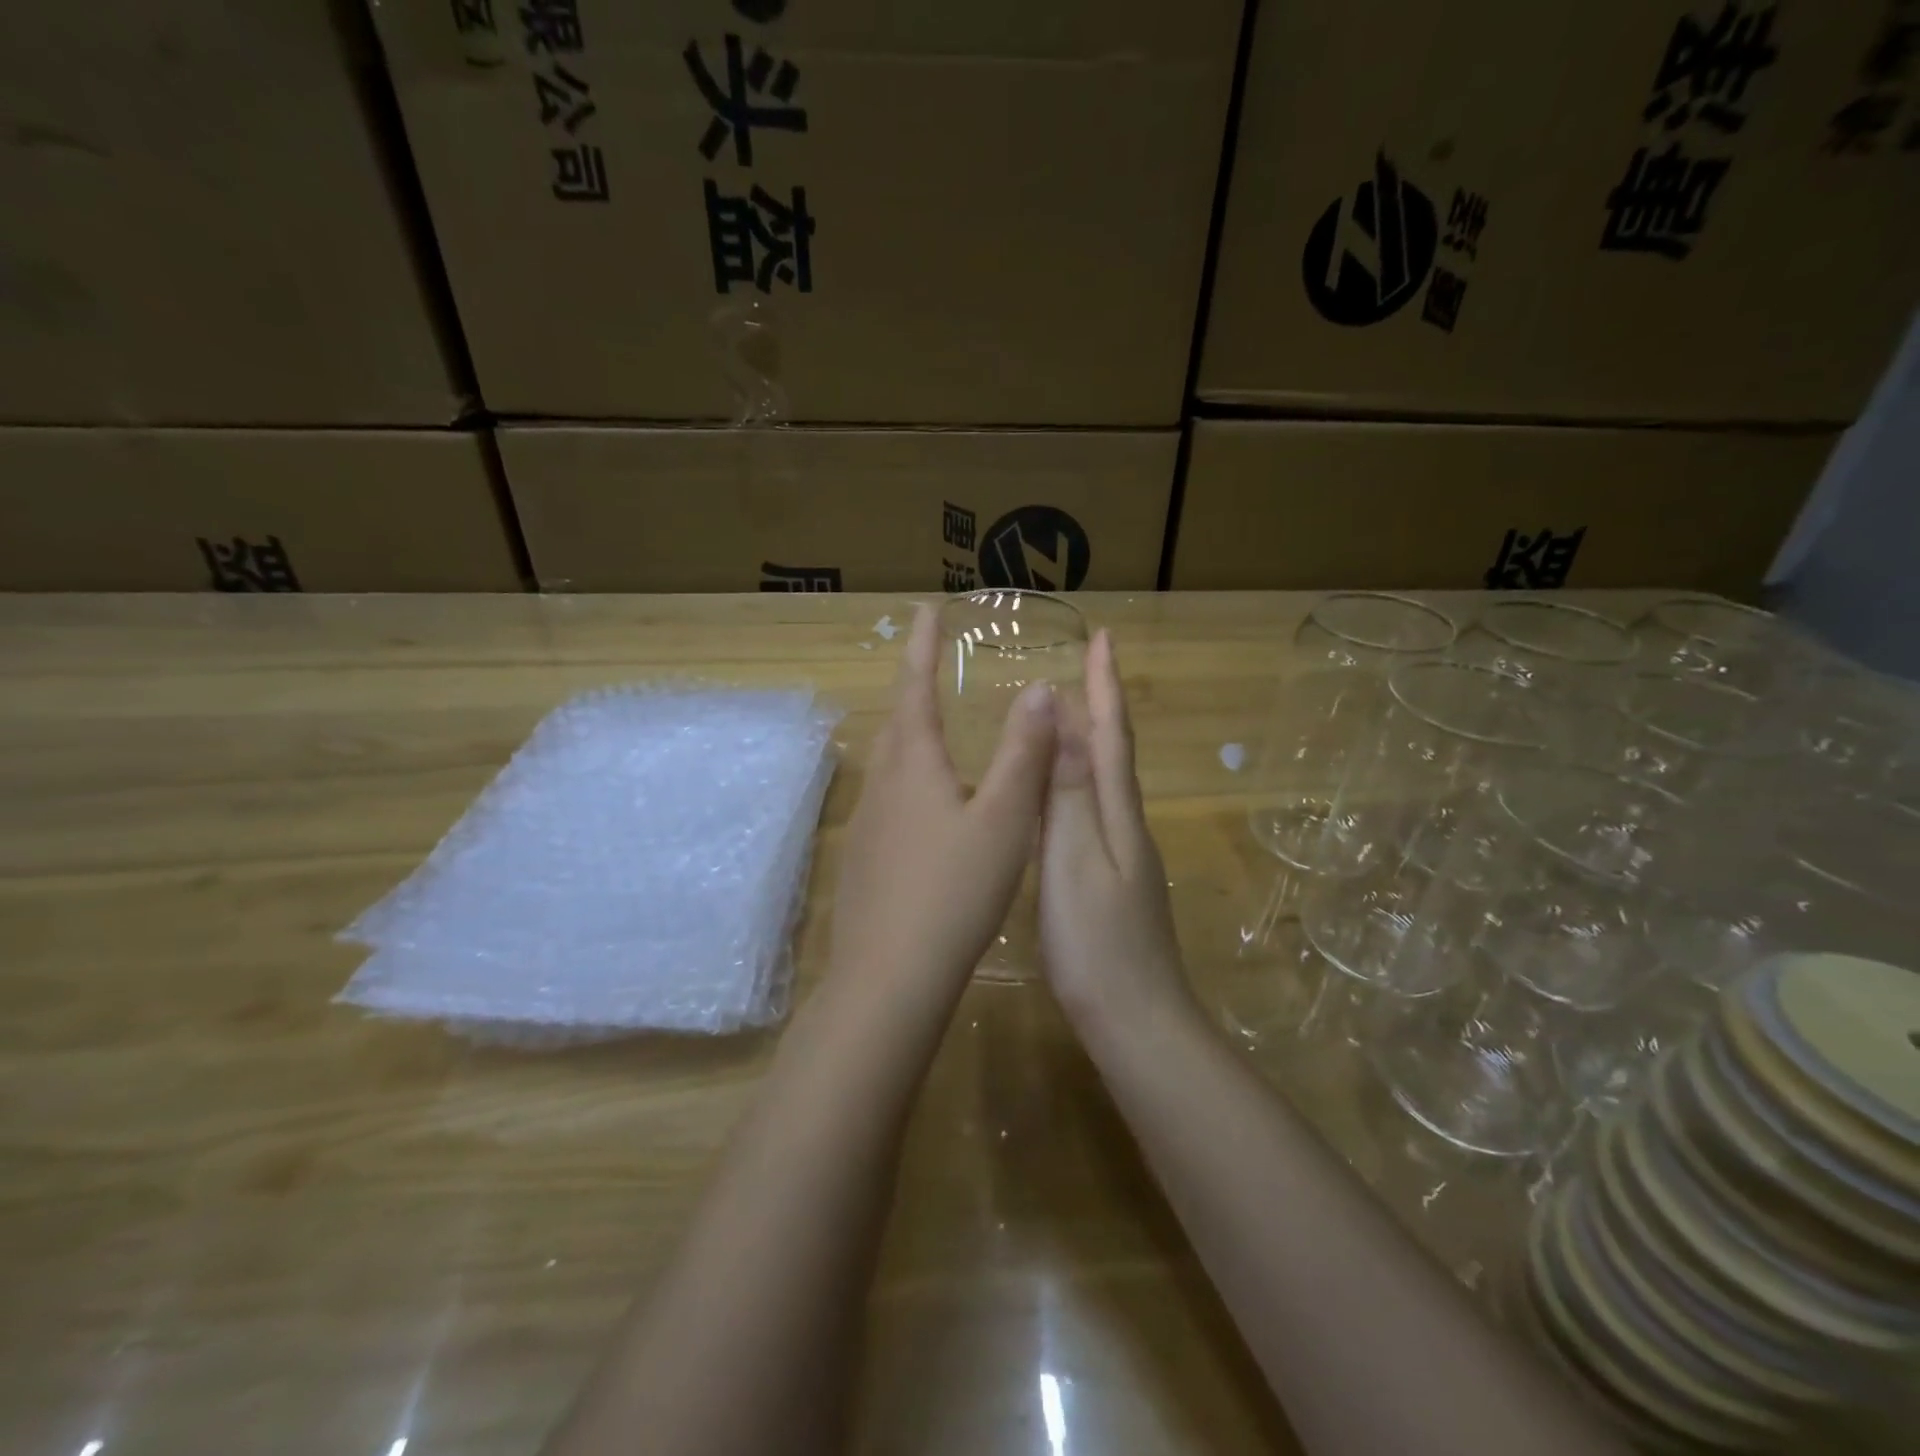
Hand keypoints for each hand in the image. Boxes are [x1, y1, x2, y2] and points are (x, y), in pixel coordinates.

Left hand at [826, 604, 1057, 1012]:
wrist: (890, 977)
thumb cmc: (954, 890)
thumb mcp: (1004, 818)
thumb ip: (1024, 753)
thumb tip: (1037, 689)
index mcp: (914, 765)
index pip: (915, 687)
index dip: (921, 646)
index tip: (924, 610)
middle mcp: (881, 786)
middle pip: (896, 724)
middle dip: (913, 690)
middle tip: (932, 670)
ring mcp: (866, 826)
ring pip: (890, 766)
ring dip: (911, 740)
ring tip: (936, 736)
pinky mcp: (863, 862)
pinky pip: (887, 804)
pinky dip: (910, 785)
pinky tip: (928, 814)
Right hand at [1039, 630, 1193, 1040]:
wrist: (1136, 1021)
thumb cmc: (1098, 942)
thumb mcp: (1074, 860)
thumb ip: (1068, 792)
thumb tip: (1066, 717)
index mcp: (1116, 814)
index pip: (1112, 734)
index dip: (1106, 685)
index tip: (1104, 636)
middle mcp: (1125, 826)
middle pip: (1114, 752)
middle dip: (1101, 705)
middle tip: (1085, 666)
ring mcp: (1122, 857)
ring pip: (1104, 783)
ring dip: (1091, 743)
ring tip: (1069, 717)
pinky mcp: (1112, 884)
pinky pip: (1093, 813)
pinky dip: (1079, 786)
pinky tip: (1061, 798)